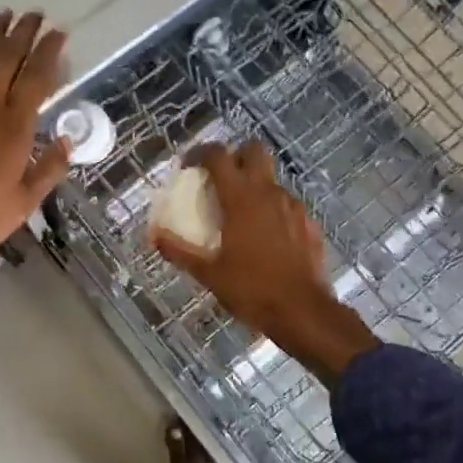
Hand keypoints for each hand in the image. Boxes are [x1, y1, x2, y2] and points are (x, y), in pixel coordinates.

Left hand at [0, 12, 69, 280]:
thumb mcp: (23, 204)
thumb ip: (48, 170)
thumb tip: (66, 141)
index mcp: (14, 129)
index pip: (37, 79)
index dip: (49, 53)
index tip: (59, 32)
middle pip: (7, 61)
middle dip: (23, 34)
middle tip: (34, 13)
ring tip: (3, 16)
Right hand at [152, 141, 378, 384]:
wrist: (303, 312)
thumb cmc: (251, 289)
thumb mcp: (208, 273)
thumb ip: (179, 250)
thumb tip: (153, 236)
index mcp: (241, 198)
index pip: (218, 156)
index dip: (200, 153)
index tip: (188, 166)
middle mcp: (269, 193)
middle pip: (254, 150)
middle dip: (236, 156)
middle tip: (221, 178)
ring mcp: (293, 206)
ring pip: (272, 180)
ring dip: (255, 186)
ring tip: (241, 215)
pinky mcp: (309, 223)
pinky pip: (287, 205)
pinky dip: (273, 211)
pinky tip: (266, 238)